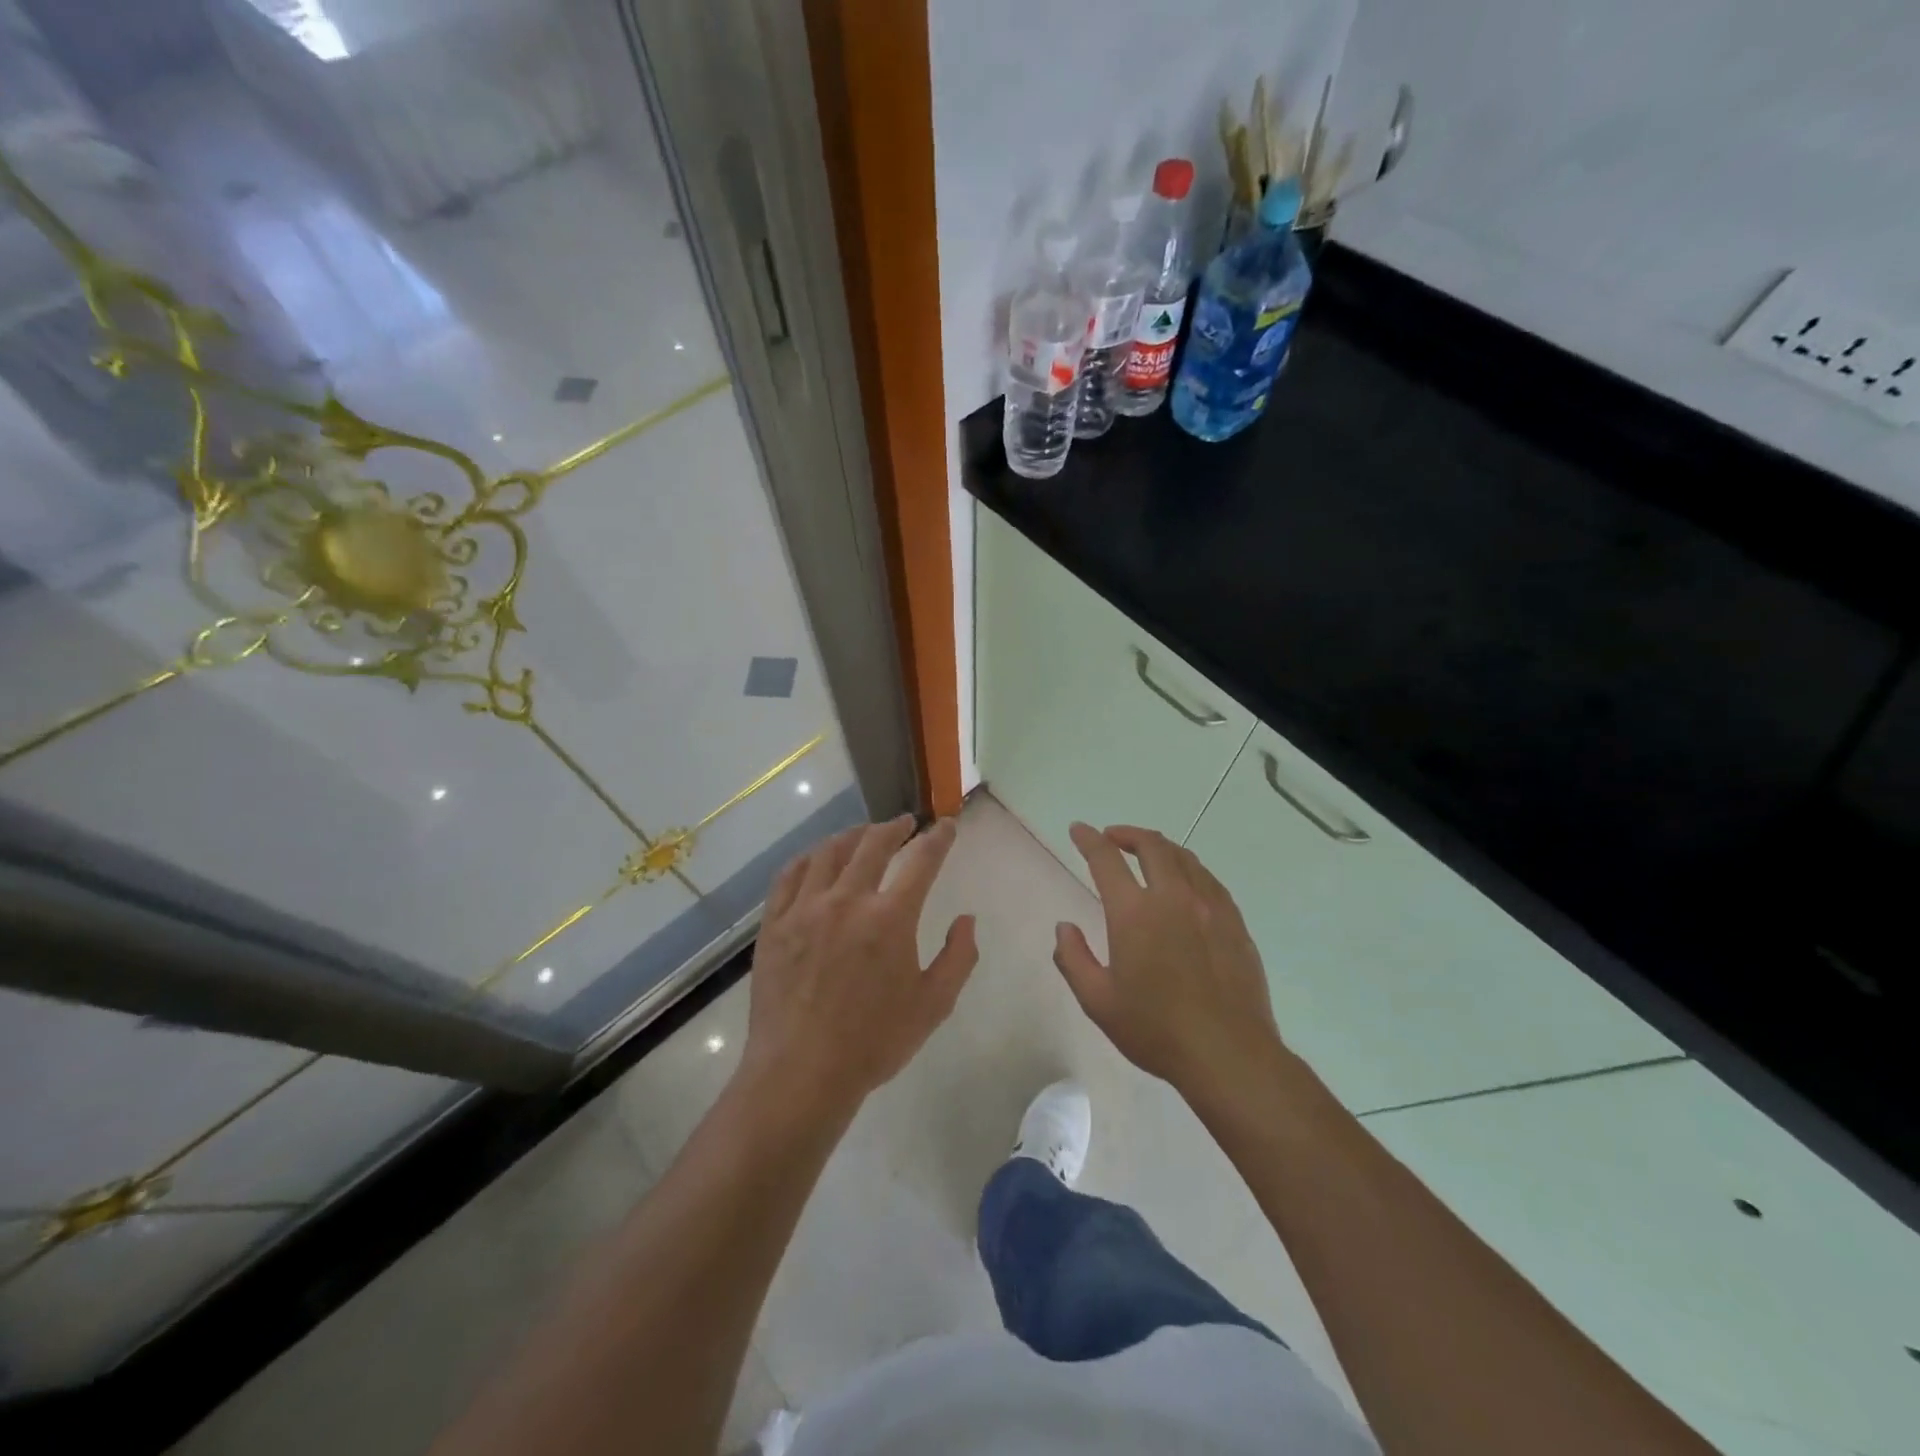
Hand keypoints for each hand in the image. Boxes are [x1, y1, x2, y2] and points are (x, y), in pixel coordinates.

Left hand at [740, 816, 976, 1122]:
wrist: (800, 1073)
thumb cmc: (873, 1042)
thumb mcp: (934, 1005)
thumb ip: (959, 957)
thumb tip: (966, 919)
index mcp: (890, 917)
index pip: (922, 860)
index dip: (939, 838)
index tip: (947, 826)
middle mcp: (847, 900)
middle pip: (873, 843)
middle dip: (894, 827)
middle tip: (905, 823)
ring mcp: (805, 908)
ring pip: (829, 852)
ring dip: (852, 835)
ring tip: (863, 833)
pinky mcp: (774, 924)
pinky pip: (790, 875)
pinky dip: (809, 858)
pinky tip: (816, 858)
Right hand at [1054, 822, 1284, 1101]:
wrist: (1228, 1054)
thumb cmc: (1155, 1029)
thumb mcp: (1098, 1001)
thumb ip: (1074, 958)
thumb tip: (1064, 928)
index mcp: (1134, 913)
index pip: (1106, 859)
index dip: (1089, 840)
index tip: (1079, 830)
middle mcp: (1173, 898)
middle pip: (1152, 846)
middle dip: (1128, 834)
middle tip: (1112, 838)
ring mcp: (1209, 907)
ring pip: (1185, 858)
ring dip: (1160, 847)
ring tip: (1148, 854)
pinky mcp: (1234, 923)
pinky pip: (1209, 880)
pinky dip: (1189, 869)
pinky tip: (1186, 883)